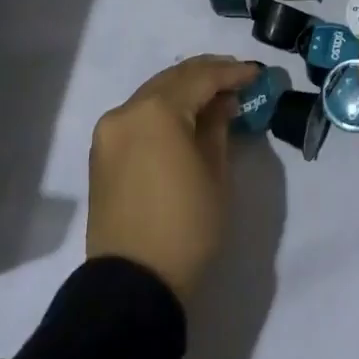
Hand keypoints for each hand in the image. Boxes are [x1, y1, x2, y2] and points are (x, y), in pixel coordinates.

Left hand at [86, 55, 259, 304]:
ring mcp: (110, 131)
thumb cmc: (186, 227)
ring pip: (153, 94)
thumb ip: (218, 125)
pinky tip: (185, 116)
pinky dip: (164, 109)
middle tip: (237, 77)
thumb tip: (221, 101)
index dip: (231, 73)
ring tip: (215, 95)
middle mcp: (127, 110)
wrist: (133, 285)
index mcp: (156, 111)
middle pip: (173, 79)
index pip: (201, 78)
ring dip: (184, 90)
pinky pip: (138, 115)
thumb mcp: (215, 172)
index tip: (256, 73)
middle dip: (207, 74)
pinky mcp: (102, 152)